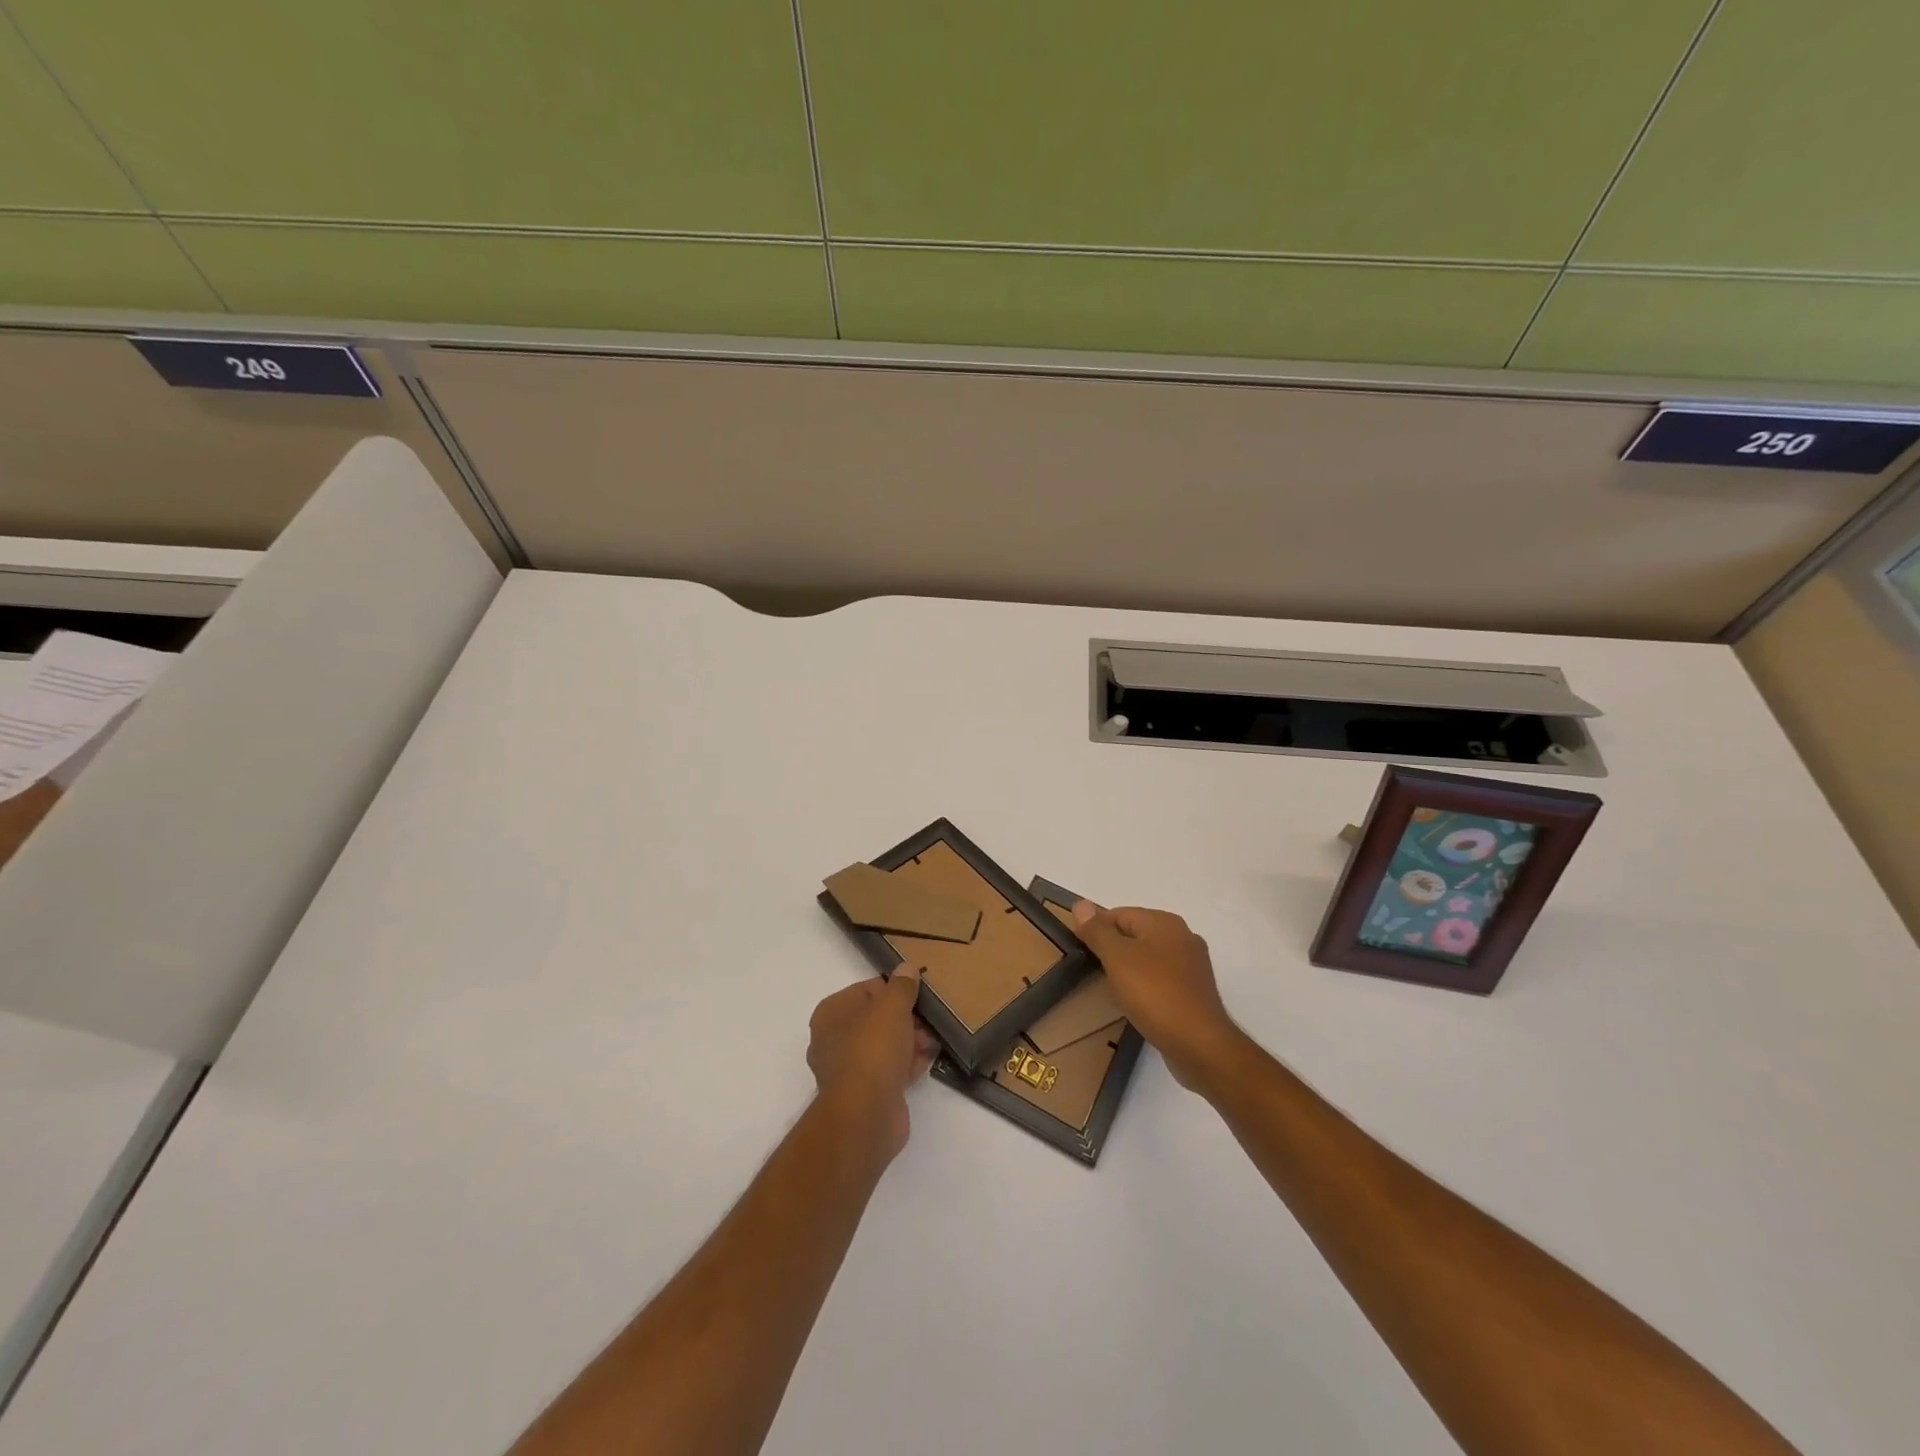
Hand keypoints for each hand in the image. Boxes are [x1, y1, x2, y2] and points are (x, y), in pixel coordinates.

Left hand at [807, 966, 939, 1157]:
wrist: (866, 1115)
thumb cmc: (873, 1049)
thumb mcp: (892, 1007)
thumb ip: (901, 986)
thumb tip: (907, 968)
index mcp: (831, 1013)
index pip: (866, 990)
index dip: (894, 991)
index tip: (918, 996)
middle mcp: (832, 1040)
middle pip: (876, 1020)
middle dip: (906, 1019)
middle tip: (930, 1021)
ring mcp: (847, 1070)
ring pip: (884, 1046)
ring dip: (909, 1042)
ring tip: (933, 1041)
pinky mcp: (864, 1095)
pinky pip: (888, 1071)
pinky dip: (907, 1065)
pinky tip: (927, 1061)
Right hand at [1071, 903, 1245, 1092]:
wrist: (1199, 1045)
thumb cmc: (1155, 994)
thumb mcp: (1117, 958)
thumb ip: (1098, 931)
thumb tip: (1081, 904)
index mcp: (1165, 922)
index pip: (1120, 914)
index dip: (1097, 929)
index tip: (1080, 951)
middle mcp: (1183, 938)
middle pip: (1135, 935)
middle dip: (1112, 950)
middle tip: (1093, 971)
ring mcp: (1192, 967)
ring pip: (1148, 959)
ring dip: (1128, 971)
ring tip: (1111, 990)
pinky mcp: (1194, 993)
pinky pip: (1161, 981)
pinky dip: (1145, 988)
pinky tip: (1135, 1004)